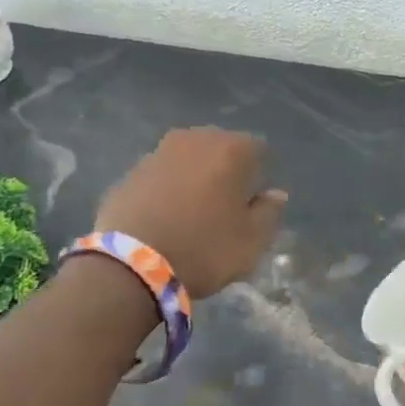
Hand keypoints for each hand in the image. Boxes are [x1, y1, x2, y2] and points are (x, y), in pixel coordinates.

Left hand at [94, 129, 287, 297]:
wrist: (131, 265)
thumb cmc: (204, 248)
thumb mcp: (253, 240)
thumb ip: (269, 211)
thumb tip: (275, 194)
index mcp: (231, 149)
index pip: (259, 150)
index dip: (260, 177)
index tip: (253, 205)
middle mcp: (194, 139)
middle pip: (220, 150)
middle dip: (226, 172)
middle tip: (225, 208)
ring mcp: (156, 153)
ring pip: (188, 161)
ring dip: (194, 180)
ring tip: (193, 215)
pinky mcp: (129, 173)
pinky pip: (160, 177)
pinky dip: (167, 191)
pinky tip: (165, 220)